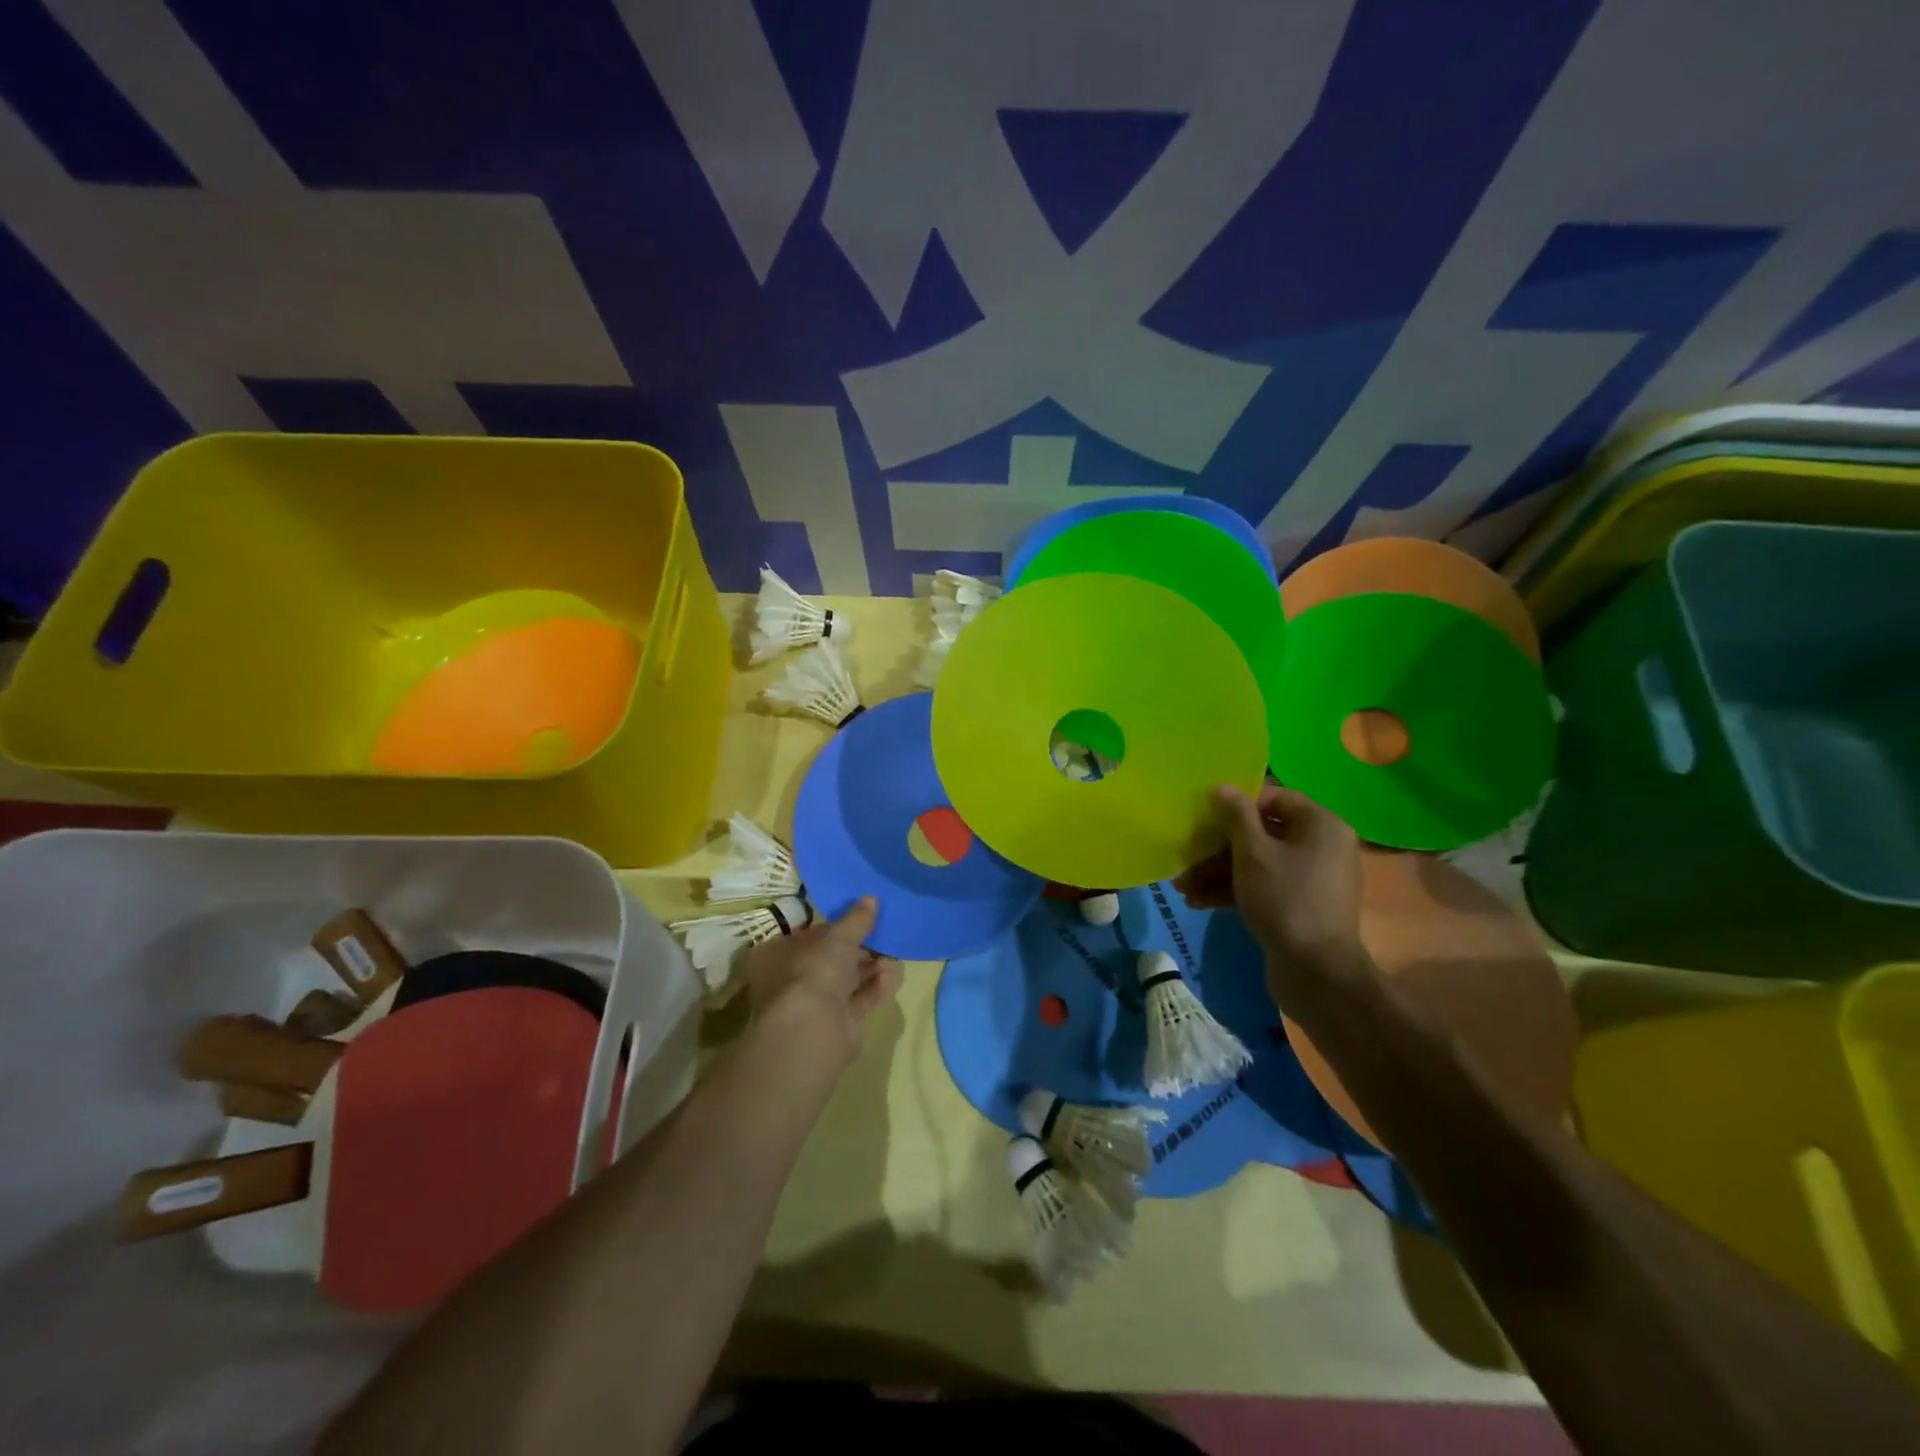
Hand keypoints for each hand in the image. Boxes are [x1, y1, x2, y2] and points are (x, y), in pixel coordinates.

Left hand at [741, 897, 901, 1065]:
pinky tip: (892, 974)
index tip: (857, 919)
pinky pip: (858, 1000)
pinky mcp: (835, 1025)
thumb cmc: (813, 971)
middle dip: (857, 949)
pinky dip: (874, 987)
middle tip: (881, 936)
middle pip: (828, 960)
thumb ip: (855, 920)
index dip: (832, 928)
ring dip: (869, 967)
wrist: (814, 1029)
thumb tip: (870, 899)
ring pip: (845, 981)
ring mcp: (812, 1006)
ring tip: (893, 954)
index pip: (805, 936)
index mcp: (776, 956)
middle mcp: (789, 981)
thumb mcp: (837, 937)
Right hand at [1174, 784, 1374, 1014]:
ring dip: (1218, 872)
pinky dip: (1234, 890)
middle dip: (1218, 847)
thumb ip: (1235, 815)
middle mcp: (1321, 846)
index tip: (1204, 817)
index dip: (1236, 805)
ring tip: (1182, 887)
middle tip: (1186, 857)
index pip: (1273, 798)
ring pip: (1257, 863)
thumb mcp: (1252, 852)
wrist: (1317, 973)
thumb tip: (1222, 786)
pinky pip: (1264, 886)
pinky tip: (1198, 901)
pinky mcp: (1300, 905)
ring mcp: (1311, 878)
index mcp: (1320, 824)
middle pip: (1261, 833)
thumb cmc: (1285, 900)